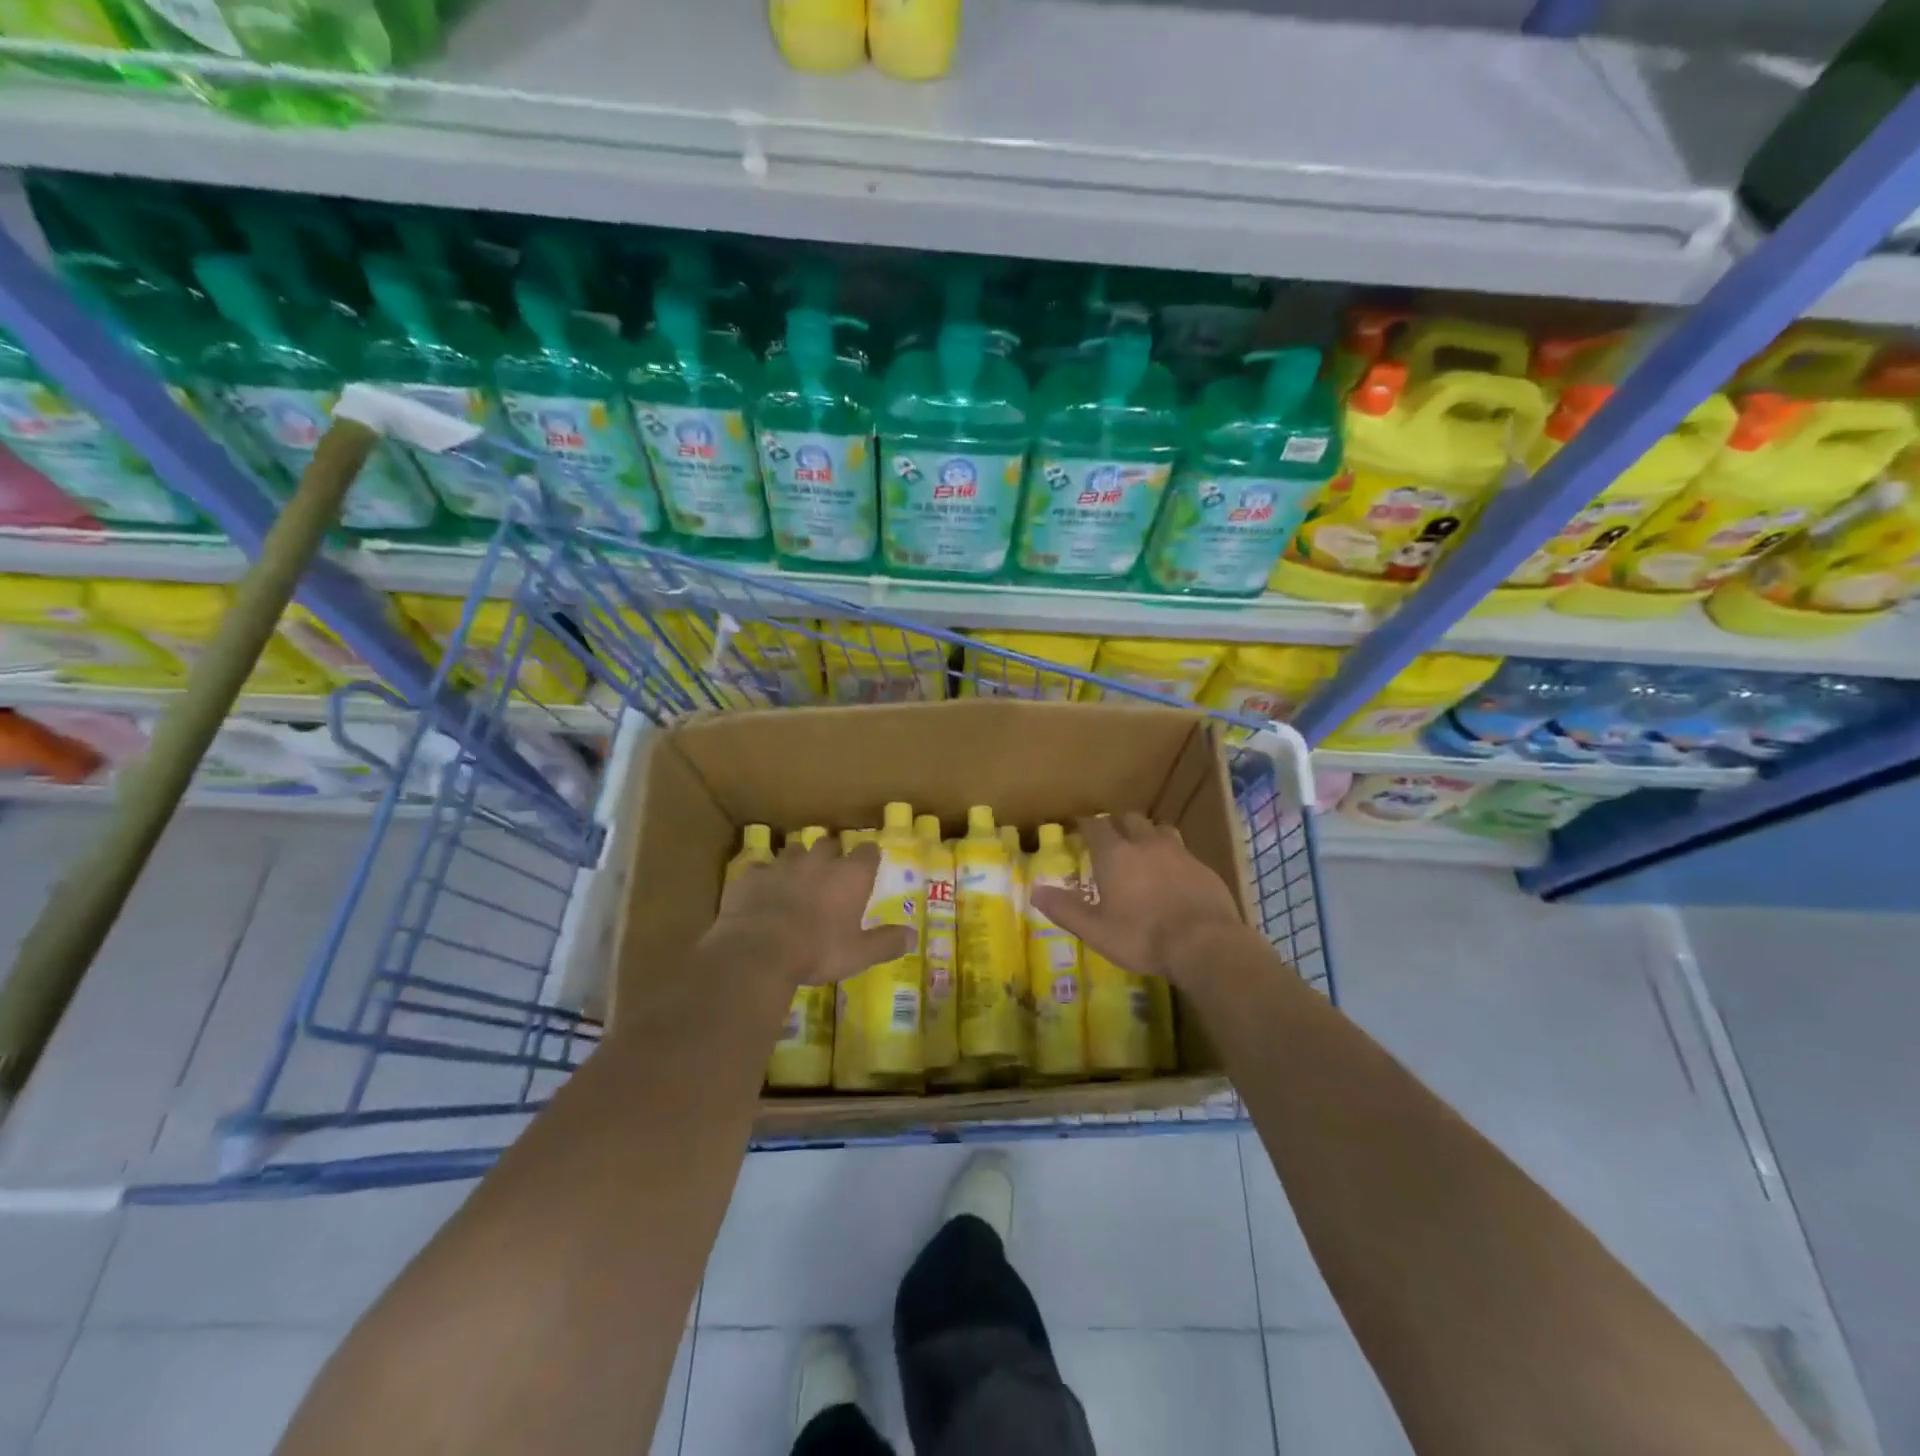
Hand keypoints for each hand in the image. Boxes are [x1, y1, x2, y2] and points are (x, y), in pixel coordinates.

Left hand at [701, 838, 916, 989]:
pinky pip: (760, 868)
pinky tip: (762, 891)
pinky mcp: (751, 875)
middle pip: (829, 843)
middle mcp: (818, 861)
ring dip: (798, 860)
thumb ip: (886, 943)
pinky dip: (764, 877)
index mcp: (850, 875)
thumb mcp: (859, 954)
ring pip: (794, 850)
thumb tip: (913, 937)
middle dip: (832, 853)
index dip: (869, 856)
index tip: (869, 863)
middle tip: (832, 870)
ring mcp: (782, 864)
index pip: (868, 852)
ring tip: (797, 877)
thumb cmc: (817, 951)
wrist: (757, 951)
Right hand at [1028, 812, 1248, 985]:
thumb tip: (1035, 890)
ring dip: (1147, 834)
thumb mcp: (1095, 930)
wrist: (1205, 944)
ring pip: (1159, 829)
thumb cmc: (1142, 937)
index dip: (1085, 825)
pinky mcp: (1203, 867)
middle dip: (1117, 824)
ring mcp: (1178, 852)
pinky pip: (1183, 851)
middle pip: (1129, 819)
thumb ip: (1065, 909)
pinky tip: (1173, 875)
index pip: (1095, 826)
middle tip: (1110, 840)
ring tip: (1143, 851)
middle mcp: (1146, 843)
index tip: (1079, 829)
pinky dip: (1172, 856)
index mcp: (1115, 854)